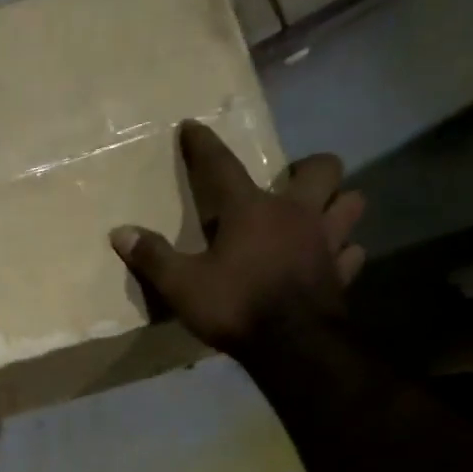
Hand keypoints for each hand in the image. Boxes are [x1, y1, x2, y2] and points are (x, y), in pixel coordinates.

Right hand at [112, 120, 365, 356]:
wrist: (290, 345)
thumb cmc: (234, 306)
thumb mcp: (181, 285)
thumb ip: (153, 257)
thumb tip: (120, 232)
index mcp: (251, 211)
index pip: (222, 166)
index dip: (204, 145)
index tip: (192, 127)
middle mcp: (296, 214)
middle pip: (321, 168)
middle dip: (308, 169)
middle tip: (289, 184)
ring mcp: (327, 242)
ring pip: (351, 203)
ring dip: (337, 204)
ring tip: (317, 217)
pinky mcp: (342, 273)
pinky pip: (352, 252)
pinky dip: (343, 253)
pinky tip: (329, 261)